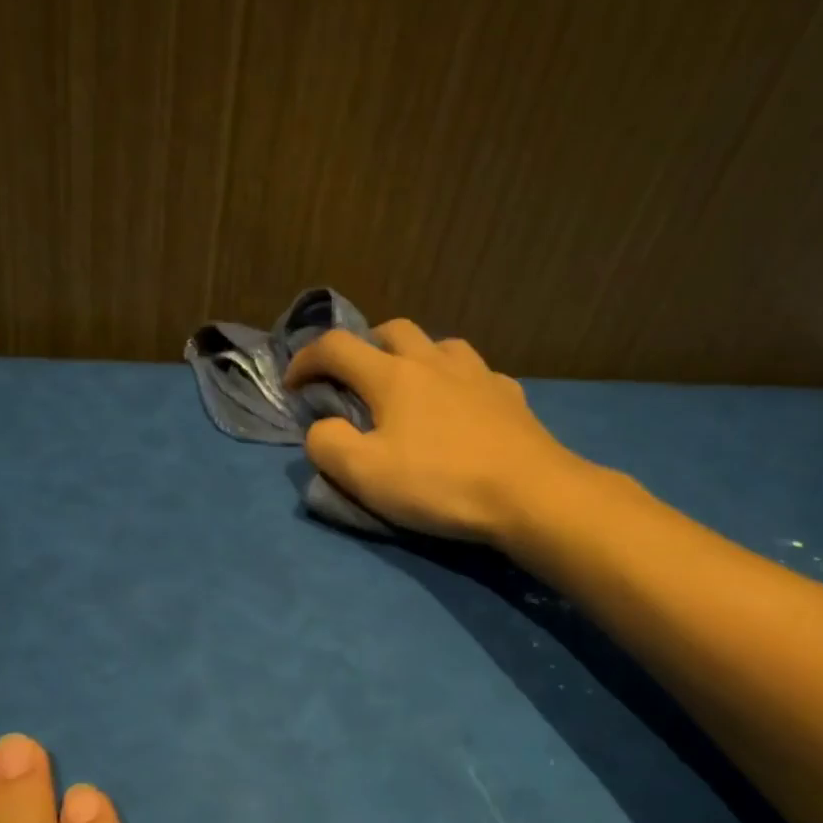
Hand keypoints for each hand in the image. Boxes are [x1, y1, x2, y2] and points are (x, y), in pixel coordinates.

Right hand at [285, 320, 581, 542]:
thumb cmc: (440, 483)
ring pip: (439, 344)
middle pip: (392, 330)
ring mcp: (478, 374)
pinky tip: (461, 407)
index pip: (335, 348)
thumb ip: (327, 445)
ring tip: (411, 388)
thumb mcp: (365, 474)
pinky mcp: (510, 395)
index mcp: (392, 376)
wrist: (529, 493)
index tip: (293, 385)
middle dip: (364, 347)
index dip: (305, 360)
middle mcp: (434, 362)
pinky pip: (476, 374)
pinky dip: (456, 382)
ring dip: (414, 356)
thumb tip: (322, 427)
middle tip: (355, 380)